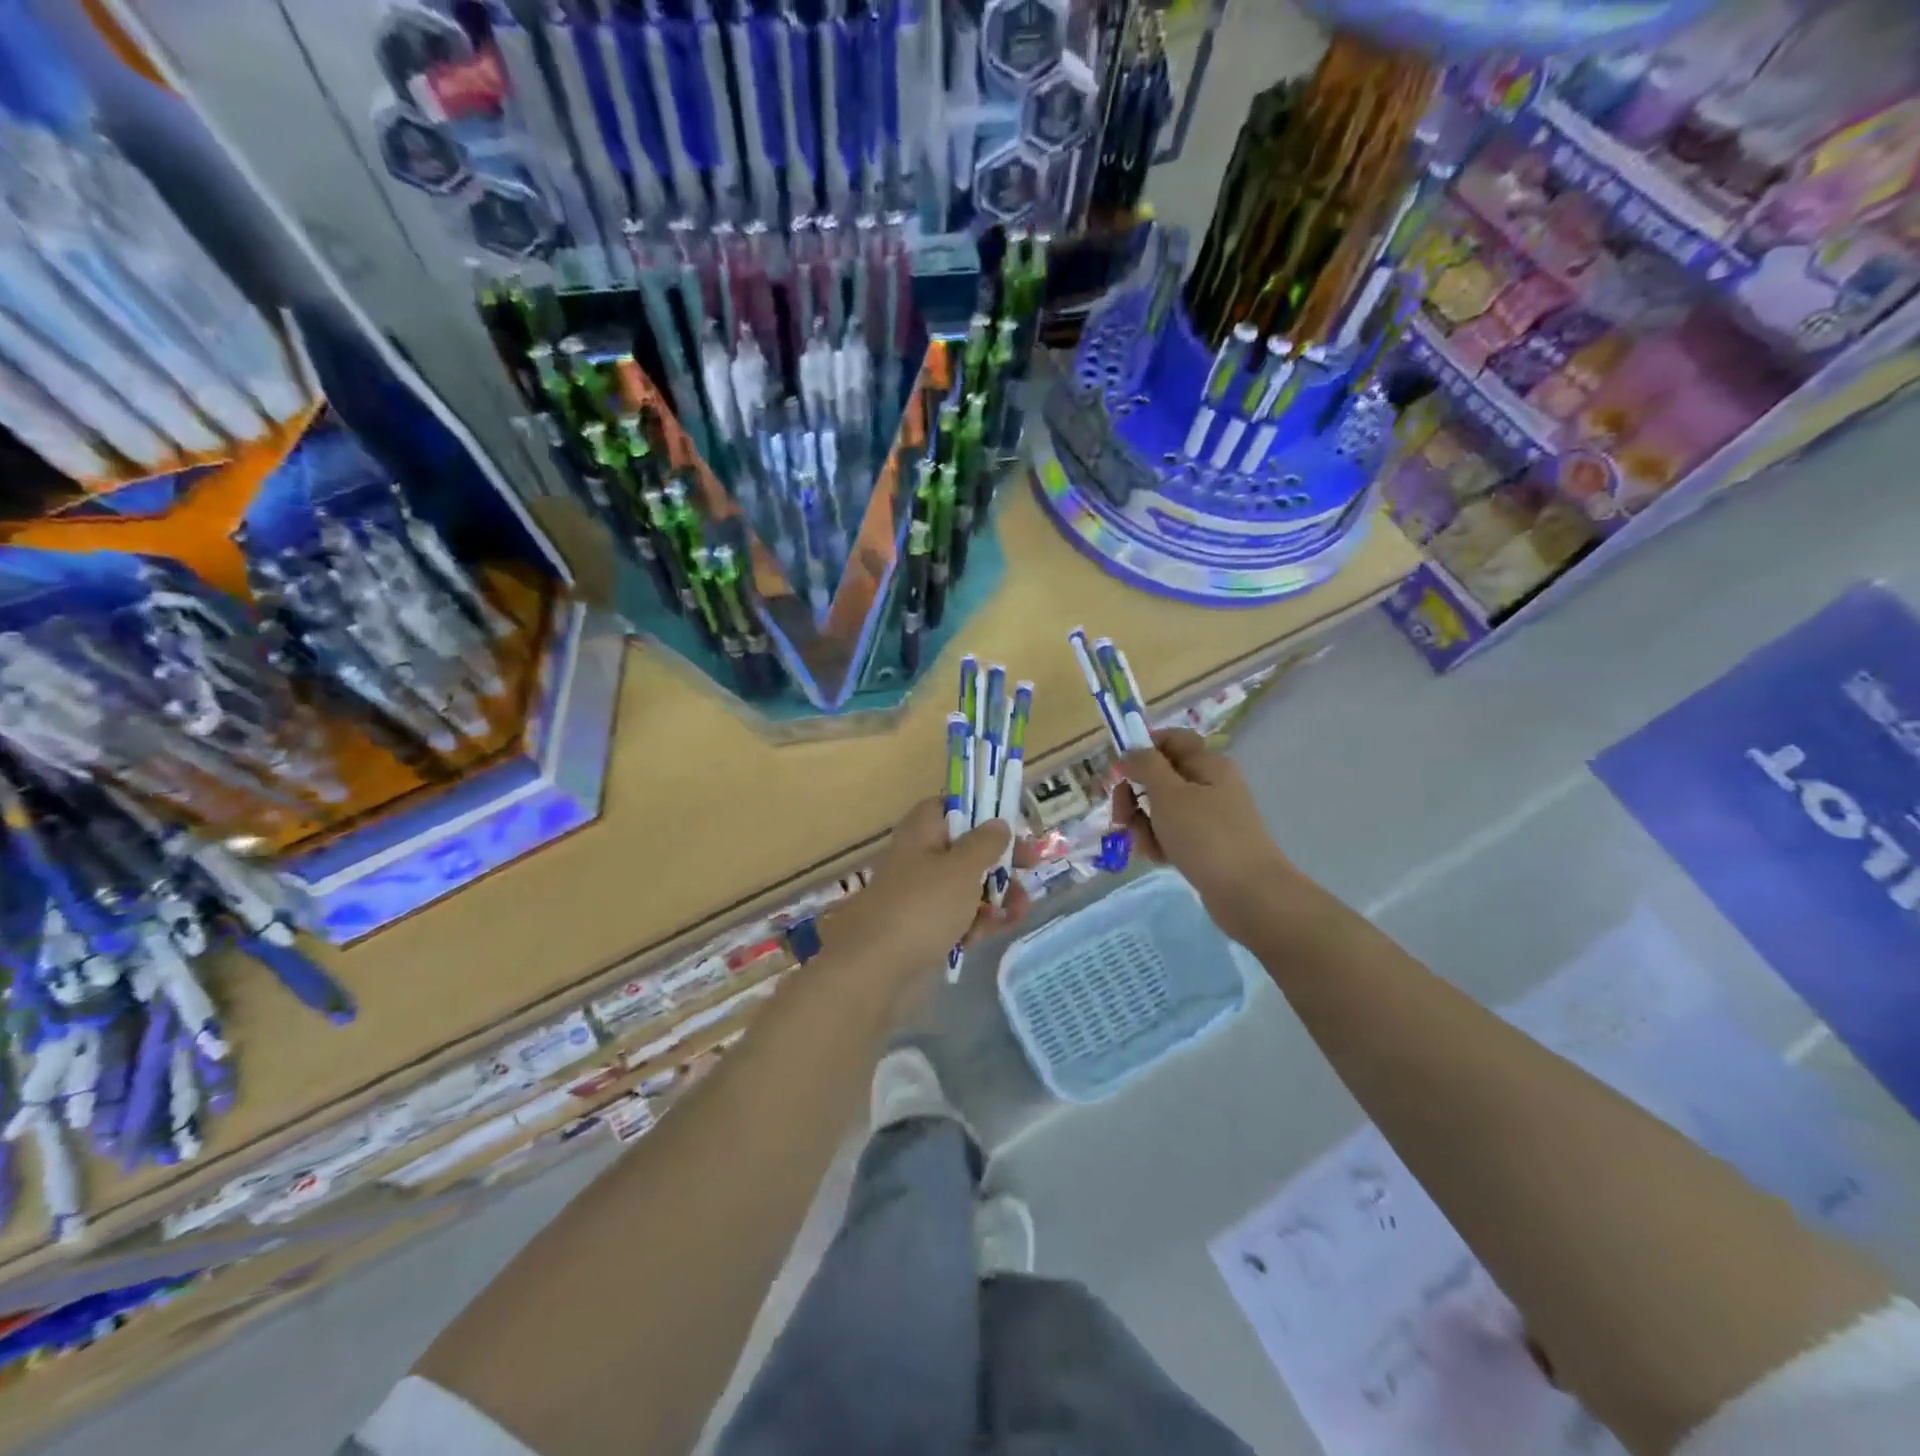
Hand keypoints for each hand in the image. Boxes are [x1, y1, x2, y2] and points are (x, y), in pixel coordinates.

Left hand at [822, 798, 1038, 973]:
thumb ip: (985, 843)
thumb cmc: (923, 906)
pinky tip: (1000, 929)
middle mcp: (918, 860)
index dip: (978, 809)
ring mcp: (921, 898)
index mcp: (920, 833)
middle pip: (964, 848)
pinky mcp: (925, 932)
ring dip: (997, 893)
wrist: (878, 971)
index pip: (947, 806)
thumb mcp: (962, 868)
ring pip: (966, 886)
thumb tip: (998, 823)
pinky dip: (980, 921)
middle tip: (1031, 865)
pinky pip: (960, 918)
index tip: (1008, 821)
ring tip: (1021, 908)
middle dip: (999, 859)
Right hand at [1114, 728, 1298, 946]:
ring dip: (1144, 824)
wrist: (1249, 894)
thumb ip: (1146, 766)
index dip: (1142, 750)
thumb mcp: (1169, 795)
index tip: (1120, 773)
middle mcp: (1210, 784)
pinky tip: (1159, 859)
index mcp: (1207, 763)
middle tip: (1122, 817)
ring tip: (1147, 846)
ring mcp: (1209, 816)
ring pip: (1161, 808)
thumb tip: (1131, 751)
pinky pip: (1172, 834)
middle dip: (1135, 795)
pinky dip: (1159, 843)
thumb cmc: (1206, 837)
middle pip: (1160, 776)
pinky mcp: (1206, 844)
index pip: (1170, 739)